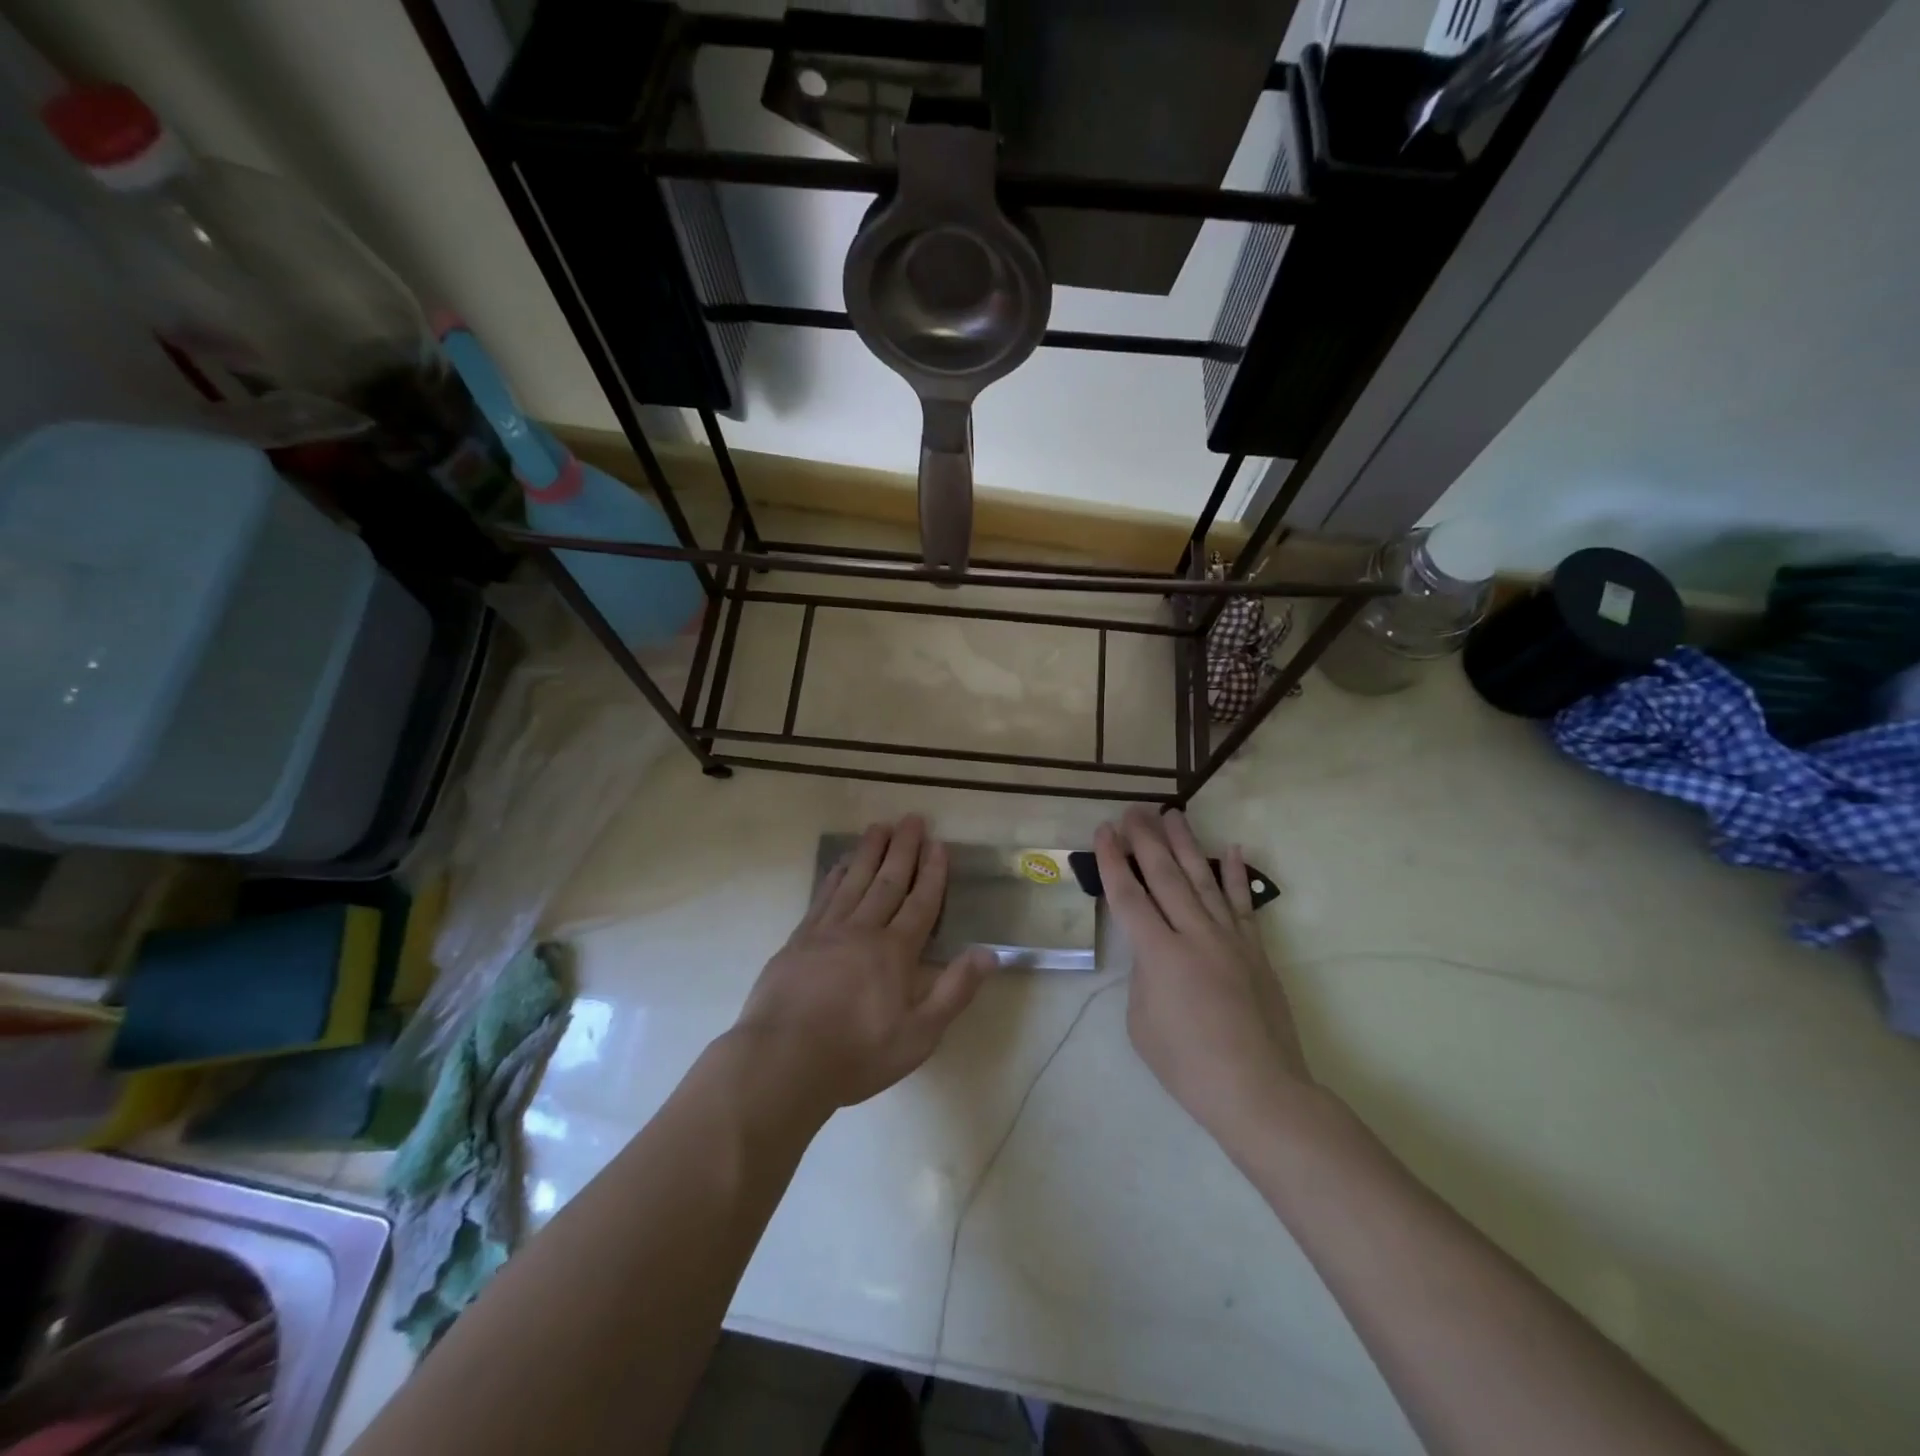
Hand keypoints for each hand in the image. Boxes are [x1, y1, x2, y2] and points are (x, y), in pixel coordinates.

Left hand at [734, 815, 992, 1116]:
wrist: (782, 1061)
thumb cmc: (857, 1054)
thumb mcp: (919, 1035)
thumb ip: (954, 991)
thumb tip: (989, 953)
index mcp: (895, 952)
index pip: (921, 903)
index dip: (932, 873)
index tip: (938, 843)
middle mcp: (863, 930)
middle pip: (888, 881)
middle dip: (903, 849)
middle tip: (912, 818)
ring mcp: (827, 931)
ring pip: (855, 881)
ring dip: (870, 852)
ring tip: (880, 826)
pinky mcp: (799, 940)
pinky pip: (823, 897)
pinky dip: (835, 876)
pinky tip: (841, 864)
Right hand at [1097, 806, 1312, 1145]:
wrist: (1259, 1090)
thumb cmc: (1188, 1065)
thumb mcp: (1142, 1024)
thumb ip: (1143, 977)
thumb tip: (1154, 954)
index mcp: (1159, 955)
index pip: (1129, 896)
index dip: (1112, 861)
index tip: (1103, 830)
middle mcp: (1194, 935)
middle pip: (1165, 877)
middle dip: (1145, 840)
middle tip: (1134, 810)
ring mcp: (1229, 940)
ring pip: (1203, 880)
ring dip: (1186, 844)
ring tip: (1173, 814)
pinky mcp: (1255, 951)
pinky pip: (1244, 905)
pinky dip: (1237, 875)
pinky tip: (1232, 849)